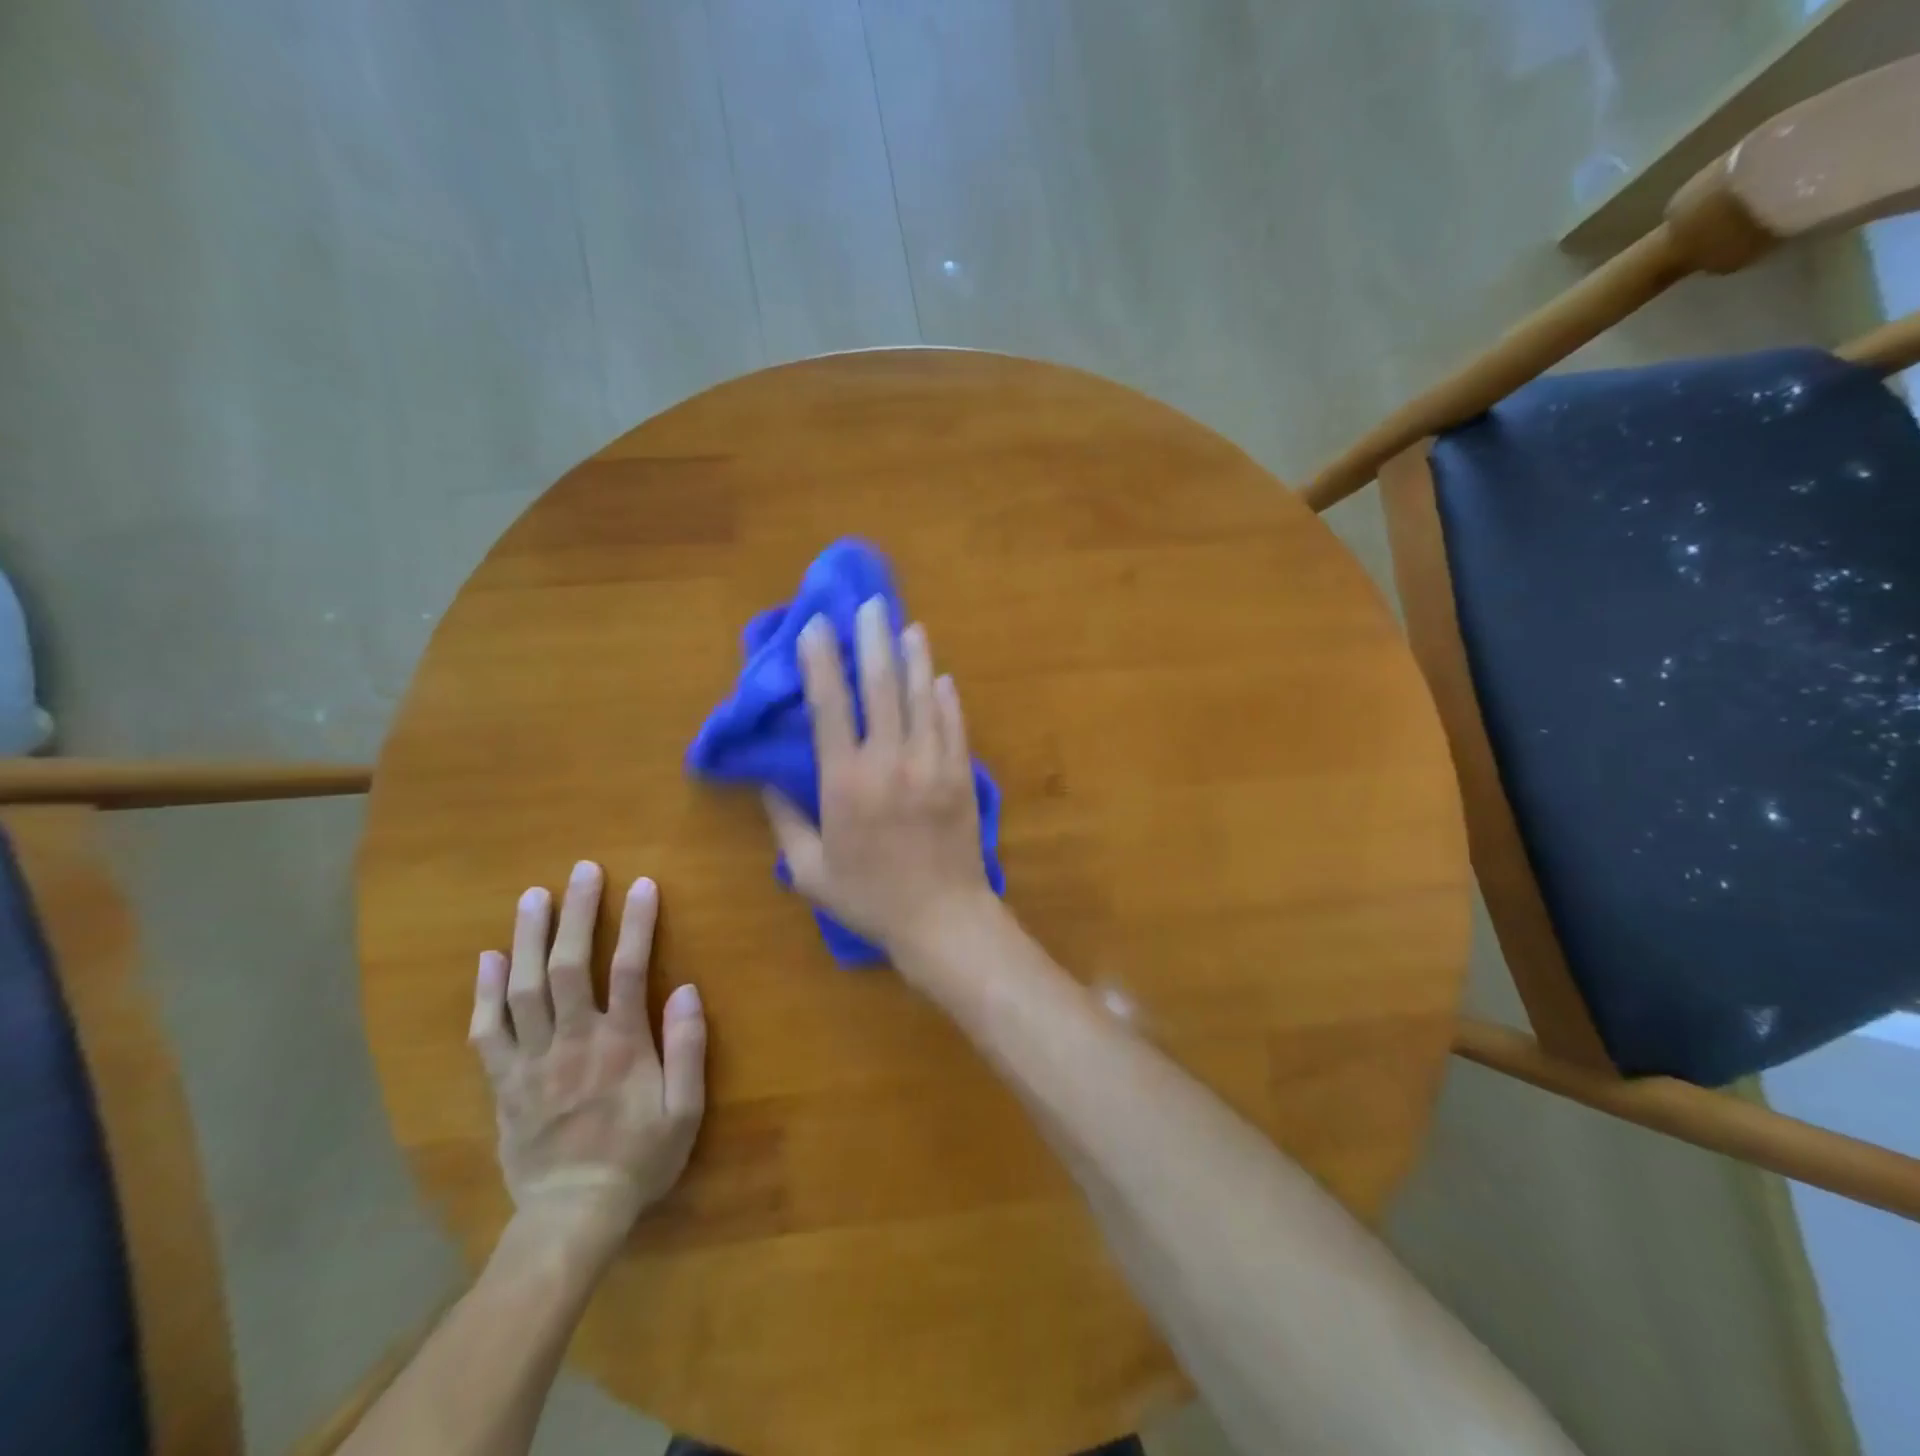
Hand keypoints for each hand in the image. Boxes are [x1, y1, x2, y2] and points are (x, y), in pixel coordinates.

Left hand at [468, 864, 705, 1265]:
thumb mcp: (685, 1110)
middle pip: (570, 966)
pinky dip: (485, 992)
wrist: (571, 1217)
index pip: (630, 969)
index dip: (638, 924)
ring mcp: (531, 1061)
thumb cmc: (639, 1159)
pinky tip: (490, 958)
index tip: (643, 885)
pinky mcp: (502, 1083)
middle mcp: (572, 1041)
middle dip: (577, 914)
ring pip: (524, 989)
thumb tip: (687, 989)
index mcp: (621, 1045)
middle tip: (582, 871)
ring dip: (529, 938)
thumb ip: (688, 1047)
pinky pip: (487, 1031)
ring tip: (533, 897)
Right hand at [764, 598, 995, 967]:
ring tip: (908, 626)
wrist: (942, 919)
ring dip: (915, 658)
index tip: (817, 627)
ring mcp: (932, 765)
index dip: (821, 662)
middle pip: (880, 687)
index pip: (830, 707)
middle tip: (869, 605)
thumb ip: (786, 823)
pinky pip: (953, 725)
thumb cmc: (870, 898)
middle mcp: (889, 762)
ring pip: (922, 697)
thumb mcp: (811, 872)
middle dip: (872, 641)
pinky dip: (946, 698)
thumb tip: (766, 783)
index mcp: (845, 783)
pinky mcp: (961, 775)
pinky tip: (941, 677)